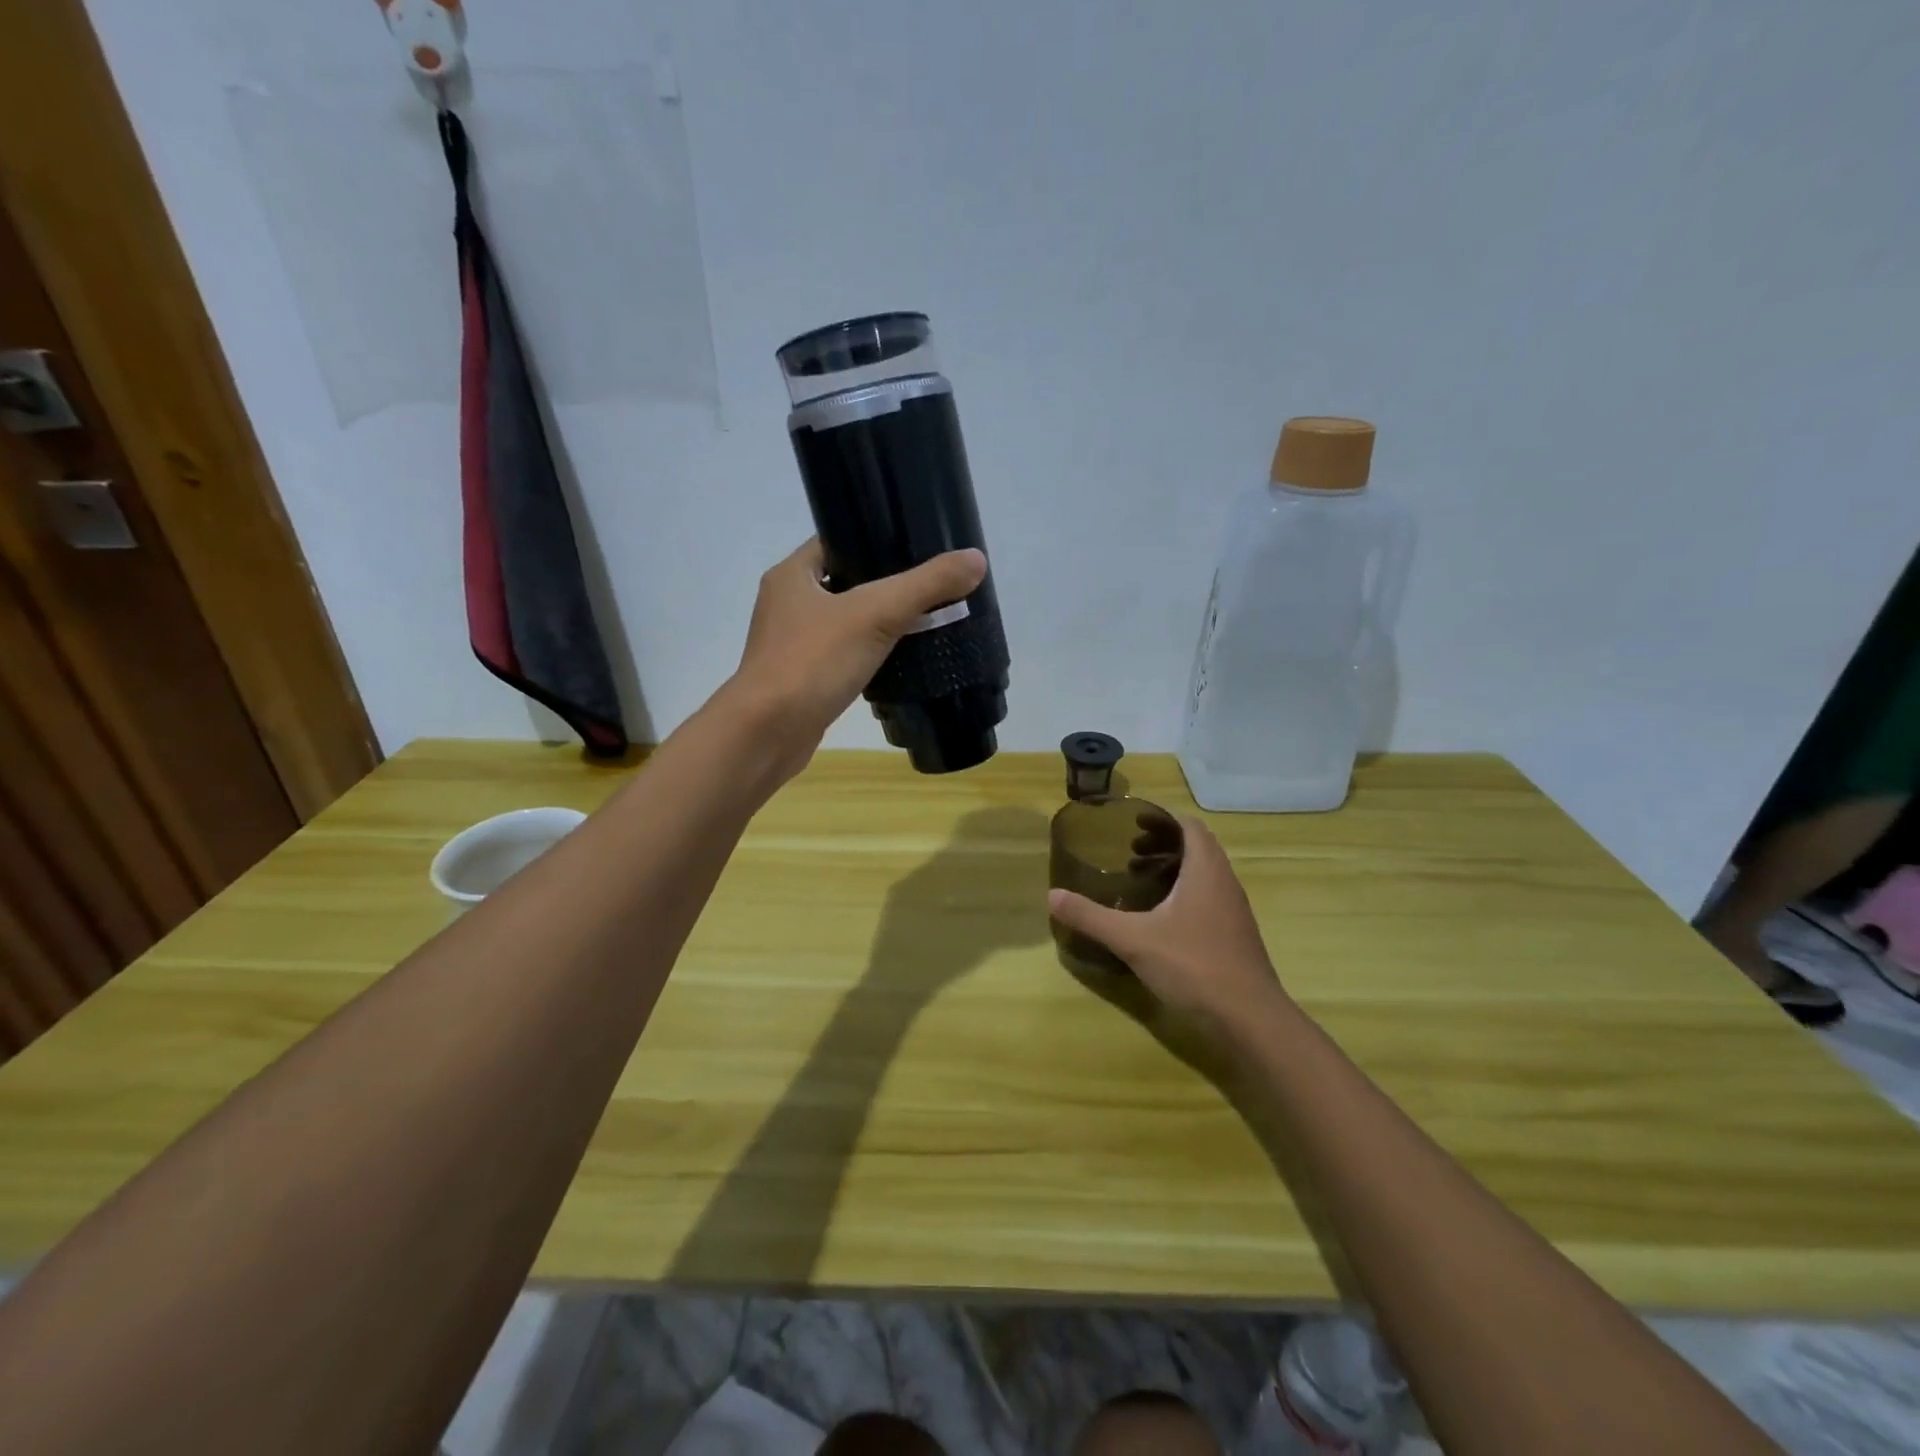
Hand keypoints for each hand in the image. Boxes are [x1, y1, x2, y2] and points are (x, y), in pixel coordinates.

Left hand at [730, 537, 987, 776]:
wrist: (768, 733)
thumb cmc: (813, 661)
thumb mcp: (876, 614)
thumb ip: (926, 585)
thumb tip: (976, 560)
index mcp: (793, 574)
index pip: (837, 540)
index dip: (875, 540)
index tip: (917, 547)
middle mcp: (787, 603)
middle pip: (844, 581)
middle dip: (885, 584)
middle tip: (930, 586)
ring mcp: (791, 644)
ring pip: (844, 622)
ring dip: (877, 622)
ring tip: (924, 620)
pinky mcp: (802, 679)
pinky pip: (842, 656)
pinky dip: (868, 655)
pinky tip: (898, 662)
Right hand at [1048, 817, 1283, 1025]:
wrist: (1250, 1019)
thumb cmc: (1193, 965)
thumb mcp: (1133, 939)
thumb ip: (1091, 916)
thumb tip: (1052, 896)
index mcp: (1205, 870)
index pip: (1189, 826)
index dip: (1162, 820)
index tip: (1132, 825)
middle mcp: (1224, 883)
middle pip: (1196, 848)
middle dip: (1162, 845)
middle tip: (1128, 854)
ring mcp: (1233, 911)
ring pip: (1203, 875)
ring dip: (1173, 871)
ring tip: (1139, 883)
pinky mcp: (1234, 936)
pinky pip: (1207, 899)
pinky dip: (1183, 896)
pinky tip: (1159, 921)